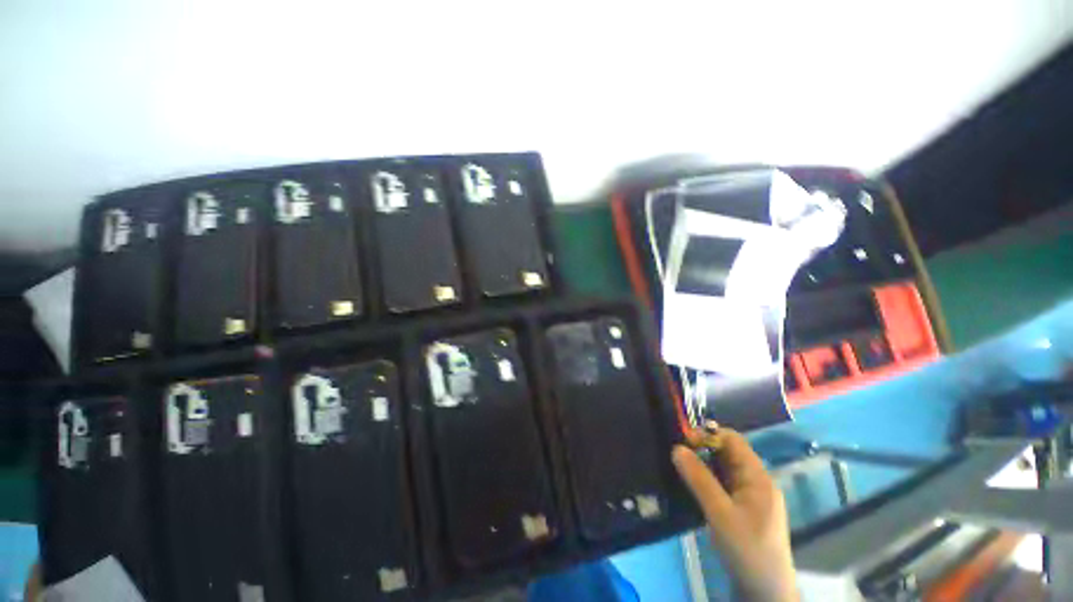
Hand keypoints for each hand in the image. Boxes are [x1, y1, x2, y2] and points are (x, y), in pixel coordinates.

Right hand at [673, 429, 797, 601]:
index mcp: (758, 477)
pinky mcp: (743, 508)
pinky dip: (707, 479)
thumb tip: (676, 448)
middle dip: (702, 449)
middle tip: (678, 456)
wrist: (765, 592)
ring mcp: (751, 496)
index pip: (732, 440)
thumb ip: (699, 479)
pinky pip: (723, 483)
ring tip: (680, 468)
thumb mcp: (720, 513)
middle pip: (727, 452)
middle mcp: (756, 481)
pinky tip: (692, 485)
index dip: (707, 435)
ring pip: (723, 468)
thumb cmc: (747, 550)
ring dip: (702, 465)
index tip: (683, 442)